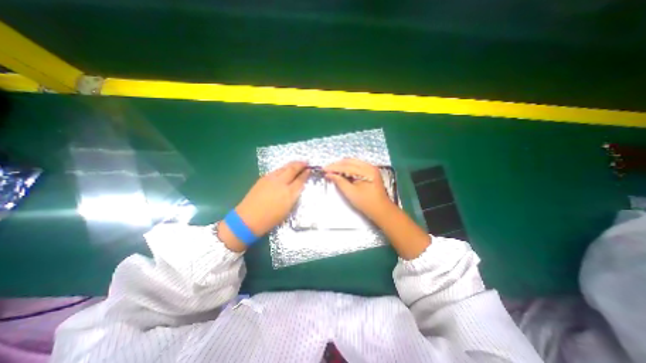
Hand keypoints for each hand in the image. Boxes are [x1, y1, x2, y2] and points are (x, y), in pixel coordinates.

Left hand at [235, 160, 310, 234]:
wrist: (248, 219)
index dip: (305, 174)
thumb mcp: (287, 210)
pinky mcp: (263, 178)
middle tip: (306, 162)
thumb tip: (298, 187)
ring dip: (292, 164)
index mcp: (289, 193)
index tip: (309, 170)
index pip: (300, 180)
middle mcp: (281, 183)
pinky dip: (283, 168)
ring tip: (297, 163)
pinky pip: (276, 170)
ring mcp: (271, 179)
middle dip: (300, 164)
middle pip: (292, 170)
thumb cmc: (270, 219)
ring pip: (284, 168)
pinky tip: (284, 169)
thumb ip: (294, 196)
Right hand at [323, 159, 392, 220]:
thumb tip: (329, 174)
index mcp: (366, 171)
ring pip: (353, 162)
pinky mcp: (371, 172)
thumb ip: (339, 181)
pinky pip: (357, 166)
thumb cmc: (366, 203)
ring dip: (342, 165)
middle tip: (327, 169)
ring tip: (332, 170)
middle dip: (337, 164)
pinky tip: (342, 172)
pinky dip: (348, 168)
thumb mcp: (351, 193)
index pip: (346, 166)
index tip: (324, 170)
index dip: (334, 167)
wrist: (382, 210)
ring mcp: (371, 168)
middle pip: (350, 161)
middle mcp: (369, 166)